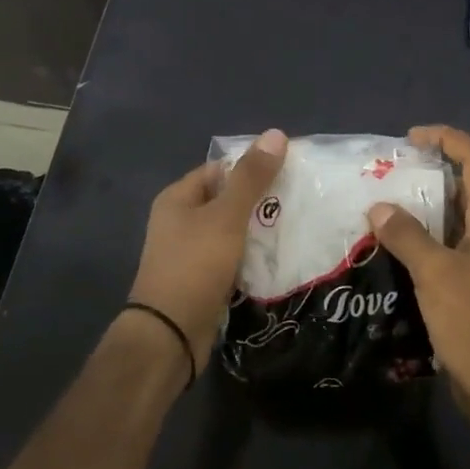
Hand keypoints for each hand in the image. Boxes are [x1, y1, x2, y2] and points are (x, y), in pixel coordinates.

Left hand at [128, 128, 286, 372]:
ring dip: (259, 229)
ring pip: (233, 231)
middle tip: (299, 198)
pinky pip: (233, 258)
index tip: (289, 170)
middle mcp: (180, 221)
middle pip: (227, 199)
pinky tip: (280, 257)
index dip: (251, 166)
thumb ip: (251, 177)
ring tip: (297, 224)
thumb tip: (276, 133)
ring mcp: (191, 253)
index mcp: (178, 198)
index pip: (219, 169)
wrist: (170, 335)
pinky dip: (253, 256)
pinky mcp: (203, 279)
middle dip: (260, 199)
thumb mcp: (226, 216)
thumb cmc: (194, 266)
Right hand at [368, 126, 469, 427]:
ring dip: (422, 204)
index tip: (411, 138)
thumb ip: (406, 235)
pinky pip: (443, 245)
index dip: (448, 139)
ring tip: (382, 202)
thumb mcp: (436, 274)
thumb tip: (378, 207)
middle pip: (466, 184)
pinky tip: (390, 246)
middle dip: (431, 168)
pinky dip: (420, 236)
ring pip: (452, 216)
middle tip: (390, 170)